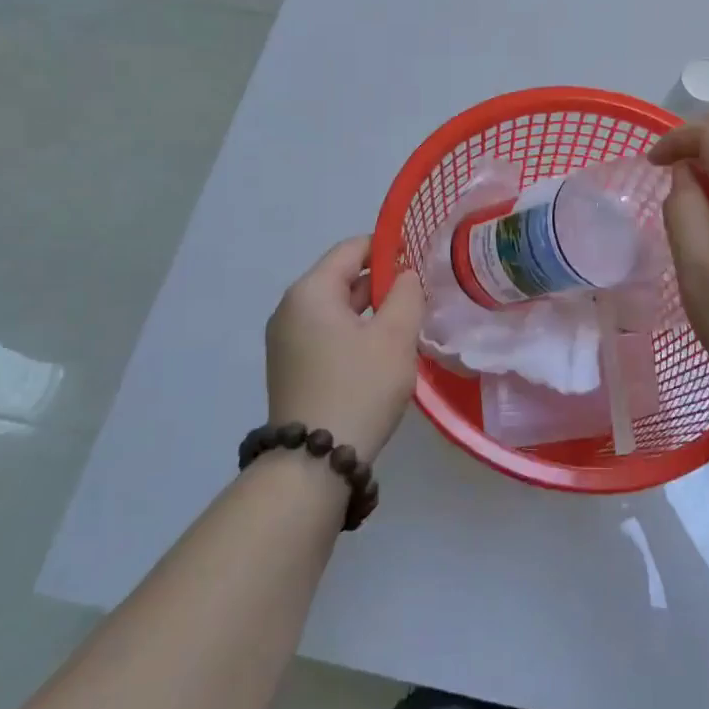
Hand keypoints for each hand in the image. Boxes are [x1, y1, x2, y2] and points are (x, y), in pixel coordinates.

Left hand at [265, 236, 424, 458]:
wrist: (315, 462)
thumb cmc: (359, 387)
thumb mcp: (394, 336)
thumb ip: (406, 295)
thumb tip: (405, 276)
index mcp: (310, 292)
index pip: (351, 249)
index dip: (387, 247)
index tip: (420, 256)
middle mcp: (290, 310)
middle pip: (341, 278)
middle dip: (382, 282)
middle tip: (421, 294)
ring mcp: (287, 341)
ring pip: (337, 309)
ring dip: (371, 310)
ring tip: (408, 323)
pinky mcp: (292, 367)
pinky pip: (328, 334)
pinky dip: (355, 332)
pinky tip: (382, 351)